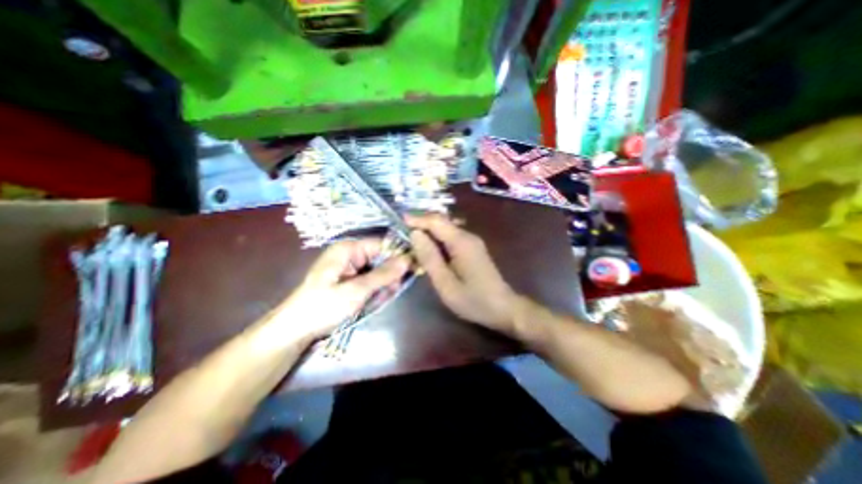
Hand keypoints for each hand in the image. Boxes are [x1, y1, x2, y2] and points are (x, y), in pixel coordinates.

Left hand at [278, 241, 407, 341]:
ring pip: (378, 269)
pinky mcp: (351, 279)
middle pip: (381, 257)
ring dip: (385, 283)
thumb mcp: (356, 290)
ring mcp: (351, 267)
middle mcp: (351, 254)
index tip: (414, 268)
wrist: (296, 330)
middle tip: (395, 289)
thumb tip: (408, 260)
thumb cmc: (323, 307)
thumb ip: (383, 274)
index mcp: (349, 248)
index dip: (399, 255)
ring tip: (385, 297)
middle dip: (391, 273)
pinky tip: (378, 299)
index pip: (382, 244)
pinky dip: (377, 288)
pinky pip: (371, 279)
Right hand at [407, 213, 518, 332]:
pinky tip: (428, 250)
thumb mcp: (445, 283)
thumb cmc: (473, 300)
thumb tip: (415, 234)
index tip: (398, 220)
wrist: (503, 308)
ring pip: (445, 229)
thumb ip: (429, 258)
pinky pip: (451, 238)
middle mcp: (467, 236)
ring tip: (410, 241)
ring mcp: (471, 241)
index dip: (416, 218)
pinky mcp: (472, 248)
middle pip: (441, 222)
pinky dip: (436, 240)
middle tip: (401, 232)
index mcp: (461, 242)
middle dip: (420, 224)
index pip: (436, 221)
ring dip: (428, 232)